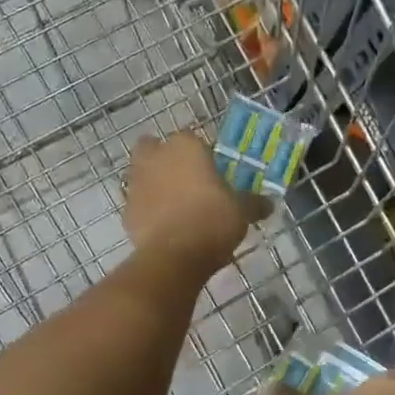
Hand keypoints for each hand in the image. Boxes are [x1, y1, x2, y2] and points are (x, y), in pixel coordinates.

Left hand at [125, 131, 269, 278]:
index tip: (211, 172)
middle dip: (165, 159)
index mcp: (186, 146)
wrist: (174, 256)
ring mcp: (137, 182)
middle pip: (155, 148)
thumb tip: (268, 204)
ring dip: (155, 184)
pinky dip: (148, 210)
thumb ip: (254, 203)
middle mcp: (156, 156)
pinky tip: (165, 227)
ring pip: (143, 174)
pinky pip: (139, 203)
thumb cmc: (212, 220)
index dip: (200, 154)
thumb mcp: (242, 211)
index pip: (191, 139)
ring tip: (177, 206)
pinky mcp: (126, 210)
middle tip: (186, 180)